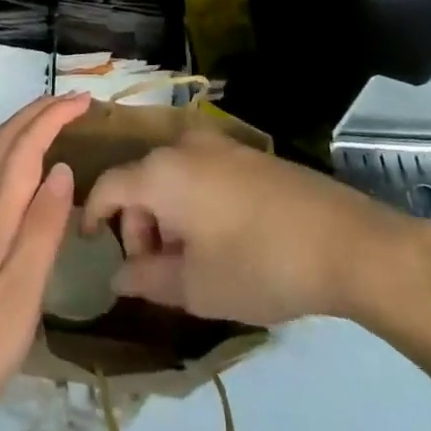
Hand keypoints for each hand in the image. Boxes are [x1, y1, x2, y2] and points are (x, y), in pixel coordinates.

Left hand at [0, 94, 89, 430]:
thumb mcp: (22, 296)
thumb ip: (42, 229)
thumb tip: (62, 167)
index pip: (24, 148)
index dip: (52, 118)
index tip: (83, 102)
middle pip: (2, 142)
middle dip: (36, 113)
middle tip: (71, 101)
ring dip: (14, 126)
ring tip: (42, 119)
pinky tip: (3, 165)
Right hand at [82, 126, 430, 329]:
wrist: (341, 239)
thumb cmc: (257, 264)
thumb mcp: (196, 287)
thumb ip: (147, 279)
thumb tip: (118, 275)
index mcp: (161, 172)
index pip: (109, 186)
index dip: (93, 215)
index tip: (89, 246)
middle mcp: (182, 145)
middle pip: (140, 181)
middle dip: (137, 226)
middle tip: (155, 272)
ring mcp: (217, 144)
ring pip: (170, 176)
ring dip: (166, 216)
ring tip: (190, 263)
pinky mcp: (244, 153)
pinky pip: (198, 172)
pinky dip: (191, 202)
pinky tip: (217, 240)